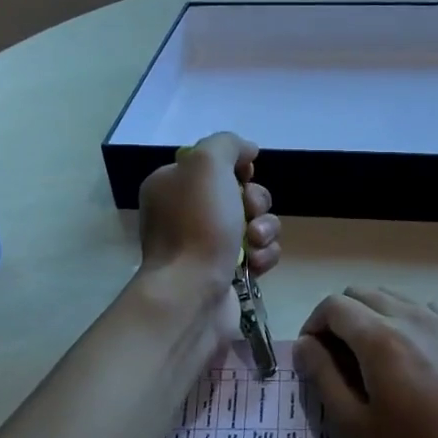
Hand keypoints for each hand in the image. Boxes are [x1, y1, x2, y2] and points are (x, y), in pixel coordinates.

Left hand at [137, 132, 280, 288]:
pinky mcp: (226, 273)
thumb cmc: (196, 225)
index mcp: (172, 185)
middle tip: (250, 212)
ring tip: (254, 243)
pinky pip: (258, 253)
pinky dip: (264, 255)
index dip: (236, 166)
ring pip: (255, 223)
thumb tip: (247, 151)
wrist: (191, 293)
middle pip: (240, 193)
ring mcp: (206, 246)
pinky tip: (256, 264)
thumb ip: (227, 144)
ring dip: (265, 229)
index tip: (246, 174)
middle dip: (256, 200)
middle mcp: (185, 213)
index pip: (212, 164)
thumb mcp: (206, 163)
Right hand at [293, 289, 437, 437]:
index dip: (313, 326)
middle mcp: (412, 316)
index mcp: (380, 337)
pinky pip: (425, 310)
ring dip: (372, 317)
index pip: (333, 305)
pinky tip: (412, 360)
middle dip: (340, 318)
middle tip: (337, 360)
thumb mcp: (357, 429)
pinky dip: (406, 322)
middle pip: (362, 293)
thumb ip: (323, 379)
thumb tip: (304, 345)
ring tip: (373, 361)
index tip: (312, 358)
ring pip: (394, 297)